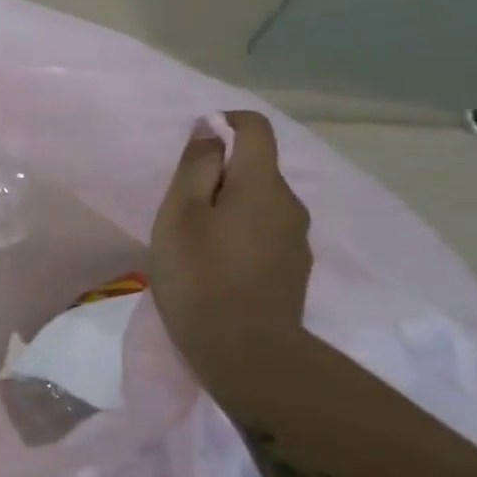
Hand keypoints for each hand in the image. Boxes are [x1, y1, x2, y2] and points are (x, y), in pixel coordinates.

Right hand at [149, 111, 313, 404]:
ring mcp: (296, 239)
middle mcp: (289, 203)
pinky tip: (217, 266)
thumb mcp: (180, 216)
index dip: (225, 123)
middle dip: (220, 175)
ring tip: (195, 242)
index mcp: (262, 184)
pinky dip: (240, 235)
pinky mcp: (293, 269)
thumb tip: (209, 128)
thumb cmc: (201, 278)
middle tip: (180, 209)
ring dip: (230, 208)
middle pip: (256, 169)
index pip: (255, 128)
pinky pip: (265, 233)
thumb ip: (196, 167)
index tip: (194, 146)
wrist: (247, 353)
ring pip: (260, 204)